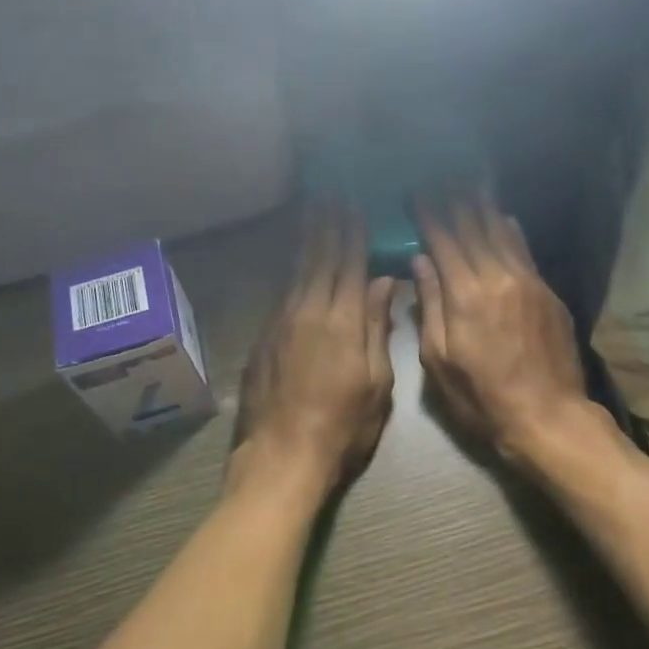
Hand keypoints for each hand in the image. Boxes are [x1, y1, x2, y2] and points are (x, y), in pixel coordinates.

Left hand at [232, 206, 397, 501]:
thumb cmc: (342, 426)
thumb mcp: (375, 383)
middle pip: (320, 257)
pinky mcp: (264, 335)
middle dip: (327, 223)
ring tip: (313, 210)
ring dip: (307, 237)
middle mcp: (308, 310)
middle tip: (330, 193)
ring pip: (297, 268)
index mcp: (341, 321)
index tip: (355, 204)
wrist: (282, 455)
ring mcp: (282, 321)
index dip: (353, 232)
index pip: (349, 264)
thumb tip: (383, 280)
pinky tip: (296, 257)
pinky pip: (283, 288)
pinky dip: (292, 266)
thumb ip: (377, 327)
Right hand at [414, 196, 588, 466]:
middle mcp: (496, 278)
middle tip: (442, 175)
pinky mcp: (547, 292)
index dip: (428, 215)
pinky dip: (510, 230)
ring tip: (470, 182)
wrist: (547, 416)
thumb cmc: (481, 396)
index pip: (442, 242)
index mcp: (464, 295)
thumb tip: (419, 261)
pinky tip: (503, 217)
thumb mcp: (439, 359)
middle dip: (454, 200)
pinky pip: (524, 250)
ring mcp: (527, 282)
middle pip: (473, 228)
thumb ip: (429, 305)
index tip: (416, 192)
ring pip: (501, 233)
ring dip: (483, 206)